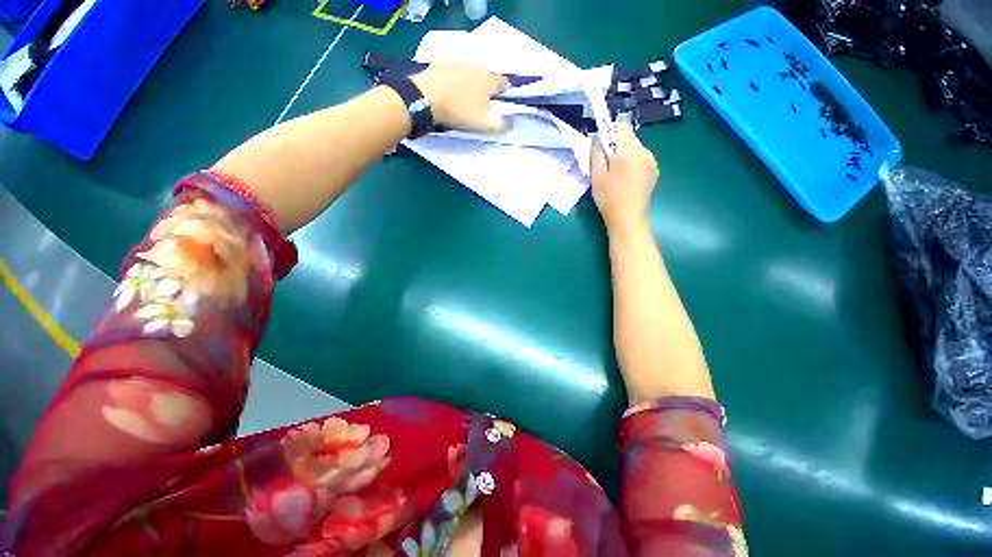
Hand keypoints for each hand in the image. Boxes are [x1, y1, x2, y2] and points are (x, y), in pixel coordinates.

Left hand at [411, 63, 509, 133]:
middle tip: (480, 105)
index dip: (504, 95)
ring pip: (471, 73)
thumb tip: (510, 125)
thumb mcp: (484, 125)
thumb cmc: (459, 111)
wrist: (425, 98)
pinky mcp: (441, 64)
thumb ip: (501, 125)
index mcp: (490, 80)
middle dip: (487, 89)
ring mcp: (458, 62)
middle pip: (487, 77)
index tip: (499, 105)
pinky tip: (449, 92)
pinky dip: (455, 81)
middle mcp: (477, 66)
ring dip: (471, 83)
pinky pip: (454, 73)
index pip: (505, 84)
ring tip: (464, 99)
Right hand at [590, 123, 659, 230]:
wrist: (628, 217)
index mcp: (628, 151)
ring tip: (616, 173)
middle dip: (616, 144)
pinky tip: (626, 178)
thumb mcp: (596, 175)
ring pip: (636, 148)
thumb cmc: (609, 197)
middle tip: (605, 162)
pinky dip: (633, 162)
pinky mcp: (654, 170)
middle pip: (629, 137)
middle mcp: (644, 151)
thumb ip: (596, 153)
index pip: (622, 126)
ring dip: (625, 154)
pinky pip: (642, 158)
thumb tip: (597, 138)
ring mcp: (651, 161)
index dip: (610, 129)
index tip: (601, 142)